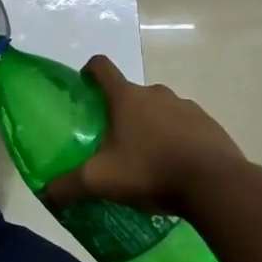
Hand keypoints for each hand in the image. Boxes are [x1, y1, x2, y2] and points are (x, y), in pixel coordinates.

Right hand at [43, 55, 245, 213]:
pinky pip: (188, 126)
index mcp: (126, 97)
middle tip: (117, 142)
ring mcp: (187, 106)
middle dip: (123, 112)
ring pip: (161, 110)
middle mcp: (156, 93)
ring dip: (153, 126)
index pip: (101, 67)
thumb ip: (69, 186)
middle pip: (132, 93)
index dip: (89, 72)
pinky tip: (178, 168)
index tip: (86, 88)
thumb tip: (45, 195)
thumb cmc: (151, 171)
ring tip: (150, 159)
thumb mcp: (101, 181)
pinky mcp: (210, 125)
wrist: (217, 185)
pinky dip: (180, 140)